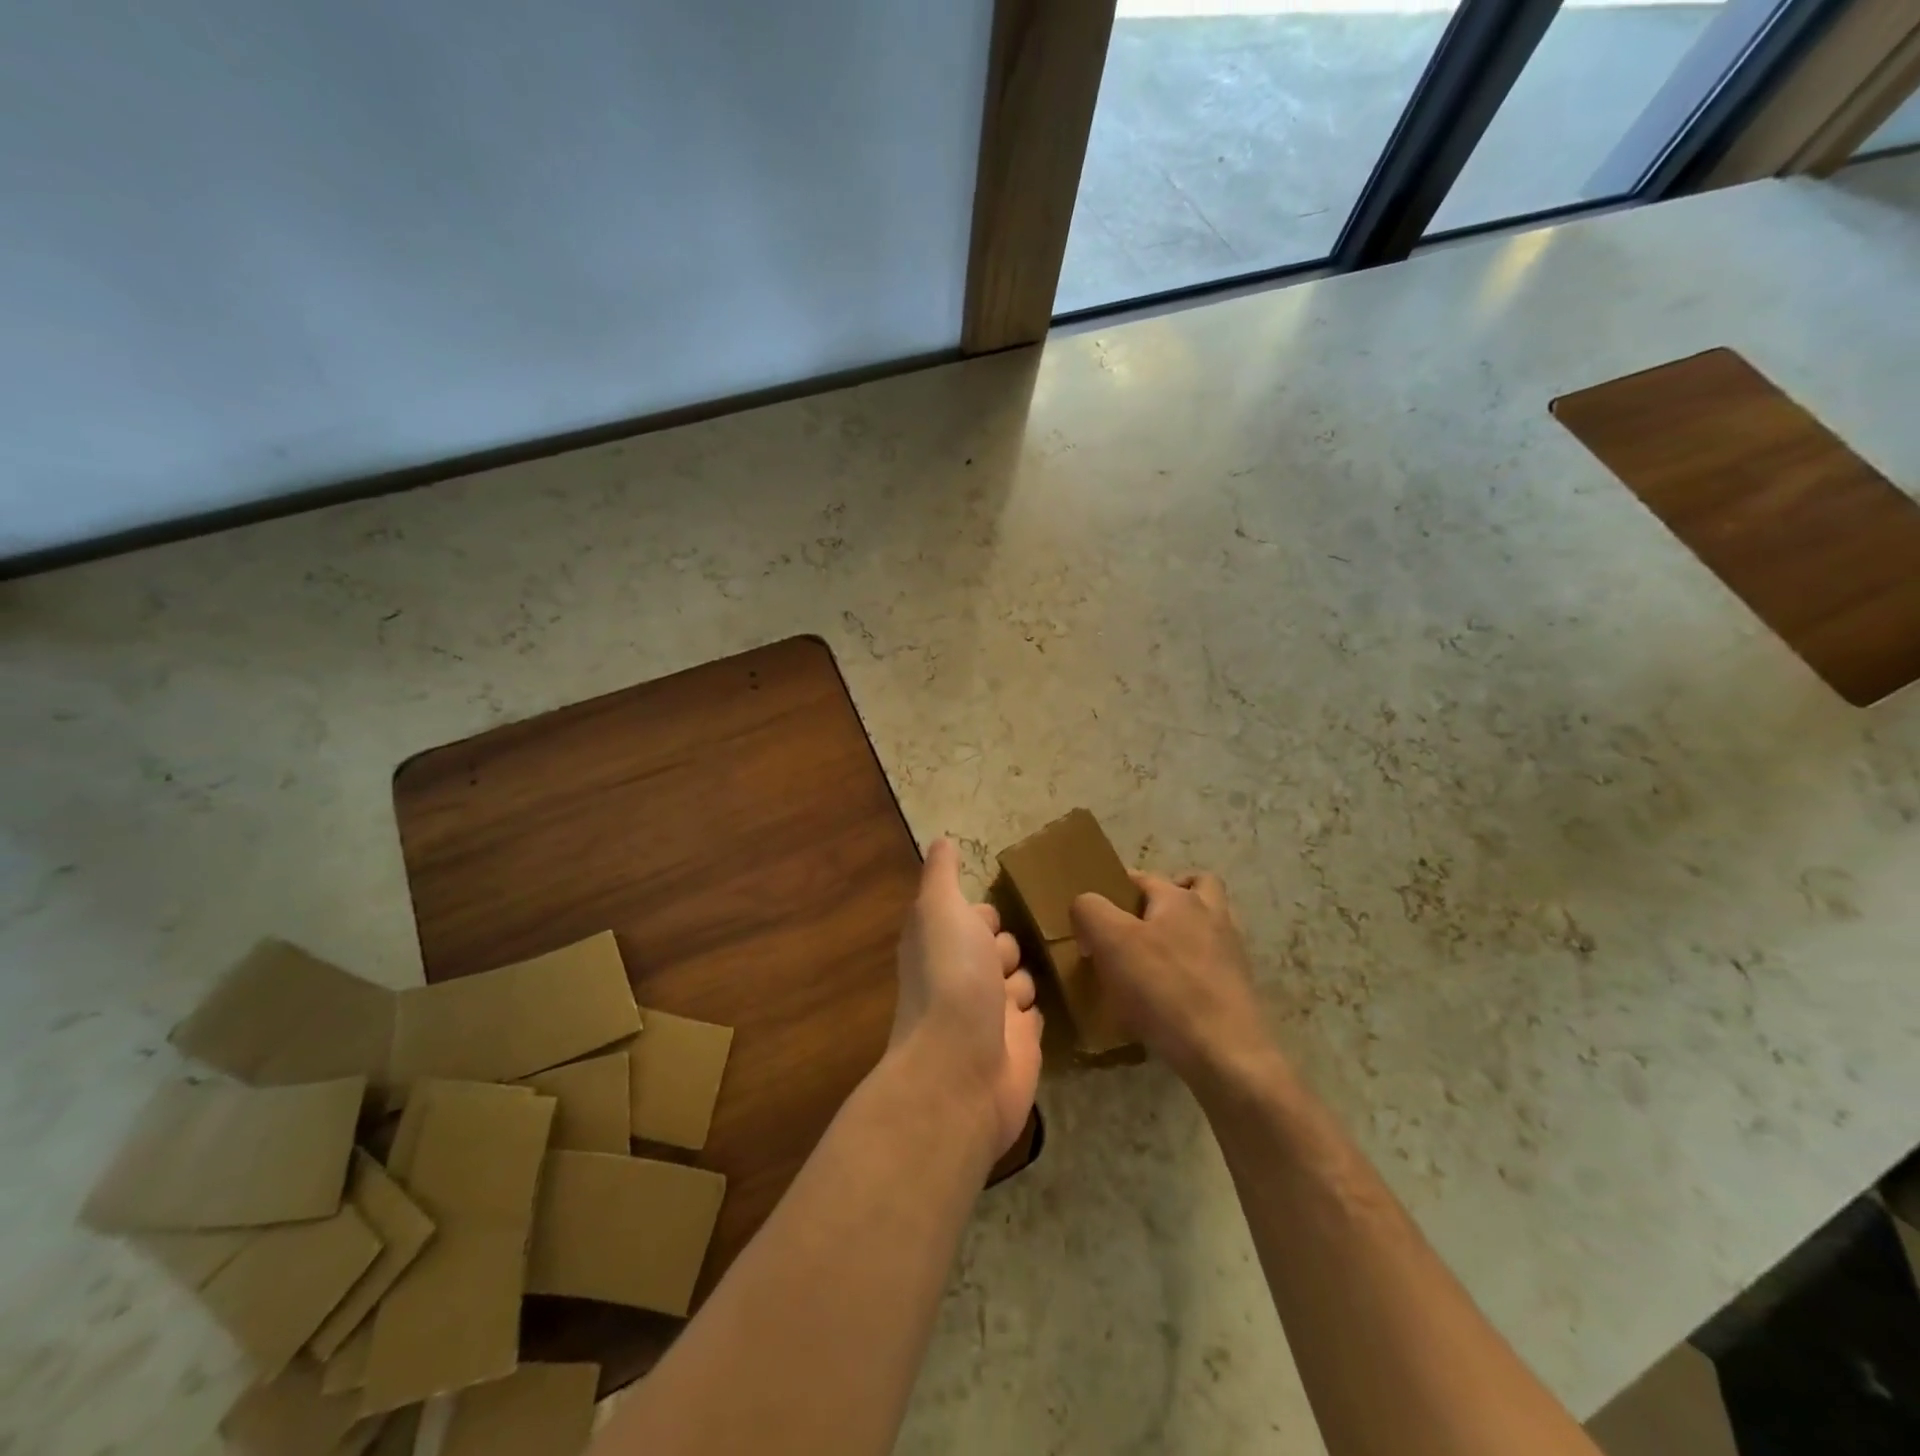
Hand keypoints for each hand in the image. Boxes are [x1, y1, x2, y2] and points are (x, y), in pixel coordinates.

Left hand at [889, 839, 1042, 1157]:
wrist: (963, 1069)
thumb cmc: (951, 977)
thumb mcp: (940, 910)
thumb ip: (942, 875)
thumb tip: (941, 840)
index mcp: (940, 945)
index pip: (973, 917)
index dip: (985, 915)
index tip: (992, 917)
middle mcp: (963, 977)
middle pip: (1001, 945)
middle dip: (1009, 947)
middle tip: (1008, 959)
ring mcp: (991, 1013)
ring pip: (1022, 978)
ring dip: (1026, 978)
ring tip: (1026, 988)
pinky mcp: (1019, 1044)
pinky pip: (1036, 1014)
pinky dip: (1040, 1009)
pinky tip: (1050, 1006)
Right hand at [1069, 871, 1277, 1089]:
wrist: (1226, 1053)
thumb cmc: (1164, 989)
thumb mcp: (1111, 942)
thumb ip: (1090, 911)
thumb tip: (1085, 907)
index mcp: (1179, 899)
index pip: (1143, 877)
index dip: (1114, 889)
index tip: (1094, 917)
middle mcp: (1212, 915)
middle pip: (1196, 886)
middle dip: (1170, 894)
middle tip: (1138, 922)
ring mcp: (1231, 952)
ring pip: (1210, 922)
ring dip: (1187, 928)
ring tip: (1156, 954)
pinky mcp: (1239, 987)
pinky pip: (1213, 961)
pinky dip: (1195, 965)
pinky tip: (1173, 990)